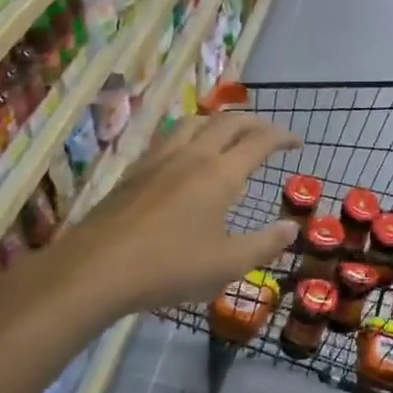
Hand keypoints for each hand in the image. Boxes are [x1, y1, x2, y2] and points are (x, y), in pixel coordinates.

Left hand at [57, 113, 301, 319]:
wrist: (95, 270)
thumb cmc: (169, 267)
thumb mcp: (227, 265)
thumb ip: (264, 244)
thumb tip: (291, 228)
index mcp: (220, 174)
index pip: (259, 141)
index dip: (282, 137)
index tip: (297, 142)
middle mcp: (192, 156)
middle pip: (228, 122)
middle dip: (255, 122)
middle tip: (270, 134)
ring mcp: (158, 160)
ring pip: (194, 122)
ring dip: (218, 122)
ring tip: (228, 136)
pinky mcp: (134, 171)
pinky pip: (168, 137)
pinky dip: (189, 135)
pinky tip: (184, 155)